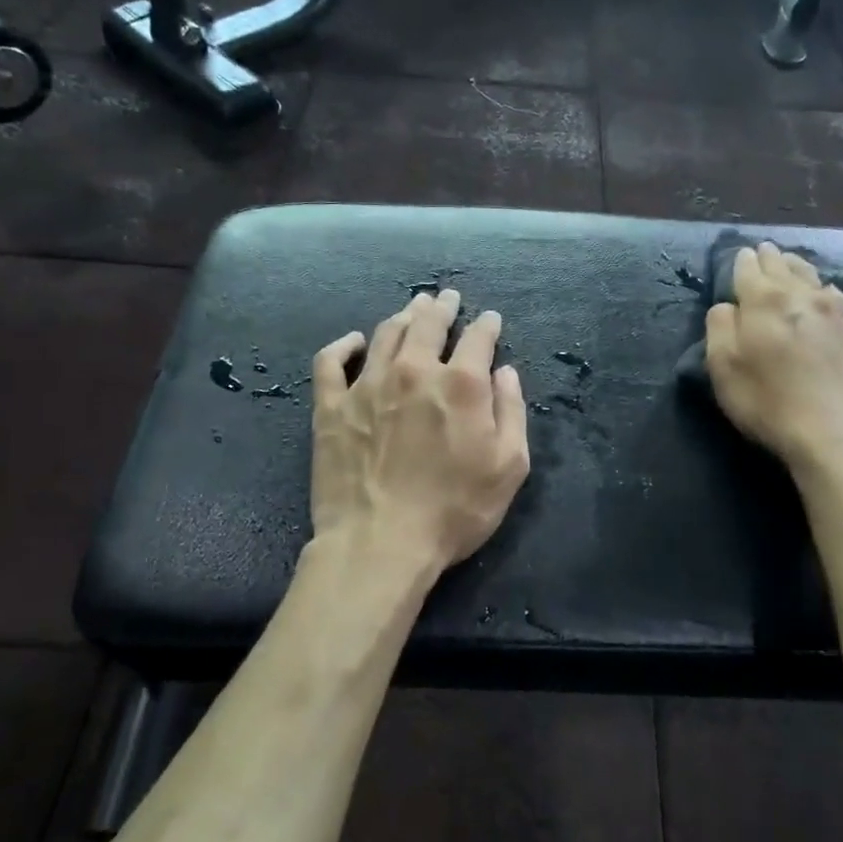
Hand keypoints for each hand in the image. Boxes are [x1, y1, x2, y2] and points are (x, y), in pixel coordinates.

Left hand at [310, 289, 530, 585]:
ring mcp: (367, 385)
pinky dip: (343, 345)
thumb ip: (511, 411)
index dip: (487, 325)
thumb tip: (505, 372)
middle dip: (443, 307)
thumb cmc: (454, 511)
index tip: (490, 320)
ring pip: (386, 333)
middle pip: (428, 324)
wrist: (380, 544)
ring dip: (403, 316)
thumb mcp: (508, 467)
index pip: (478, 338)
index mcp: (460, 383)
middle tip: (447, 297)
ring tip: (412, 309)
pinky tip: (354, 341)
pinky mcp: (331, 406)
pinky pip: (330, 362)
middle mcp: (414, 371)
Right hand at [705, 243, 842, 476]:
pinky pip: (834, 297)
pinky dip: (822, 289)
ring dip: (797, 267)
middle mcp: (801, 296)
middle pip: (783, 266)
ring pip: (812, 277)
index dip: (741, 262)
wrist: (836, 435)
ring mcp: (835, 313)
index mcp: (764, 300)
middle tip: (763, 251)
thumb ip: (719, 327)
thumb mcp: (723, 367)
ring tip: (790, 264)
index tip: (739, 257)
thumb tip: (727, 306)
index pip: (749, 267)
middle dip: (770, 258)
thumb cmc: (768, 401)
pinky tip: (824, 295)